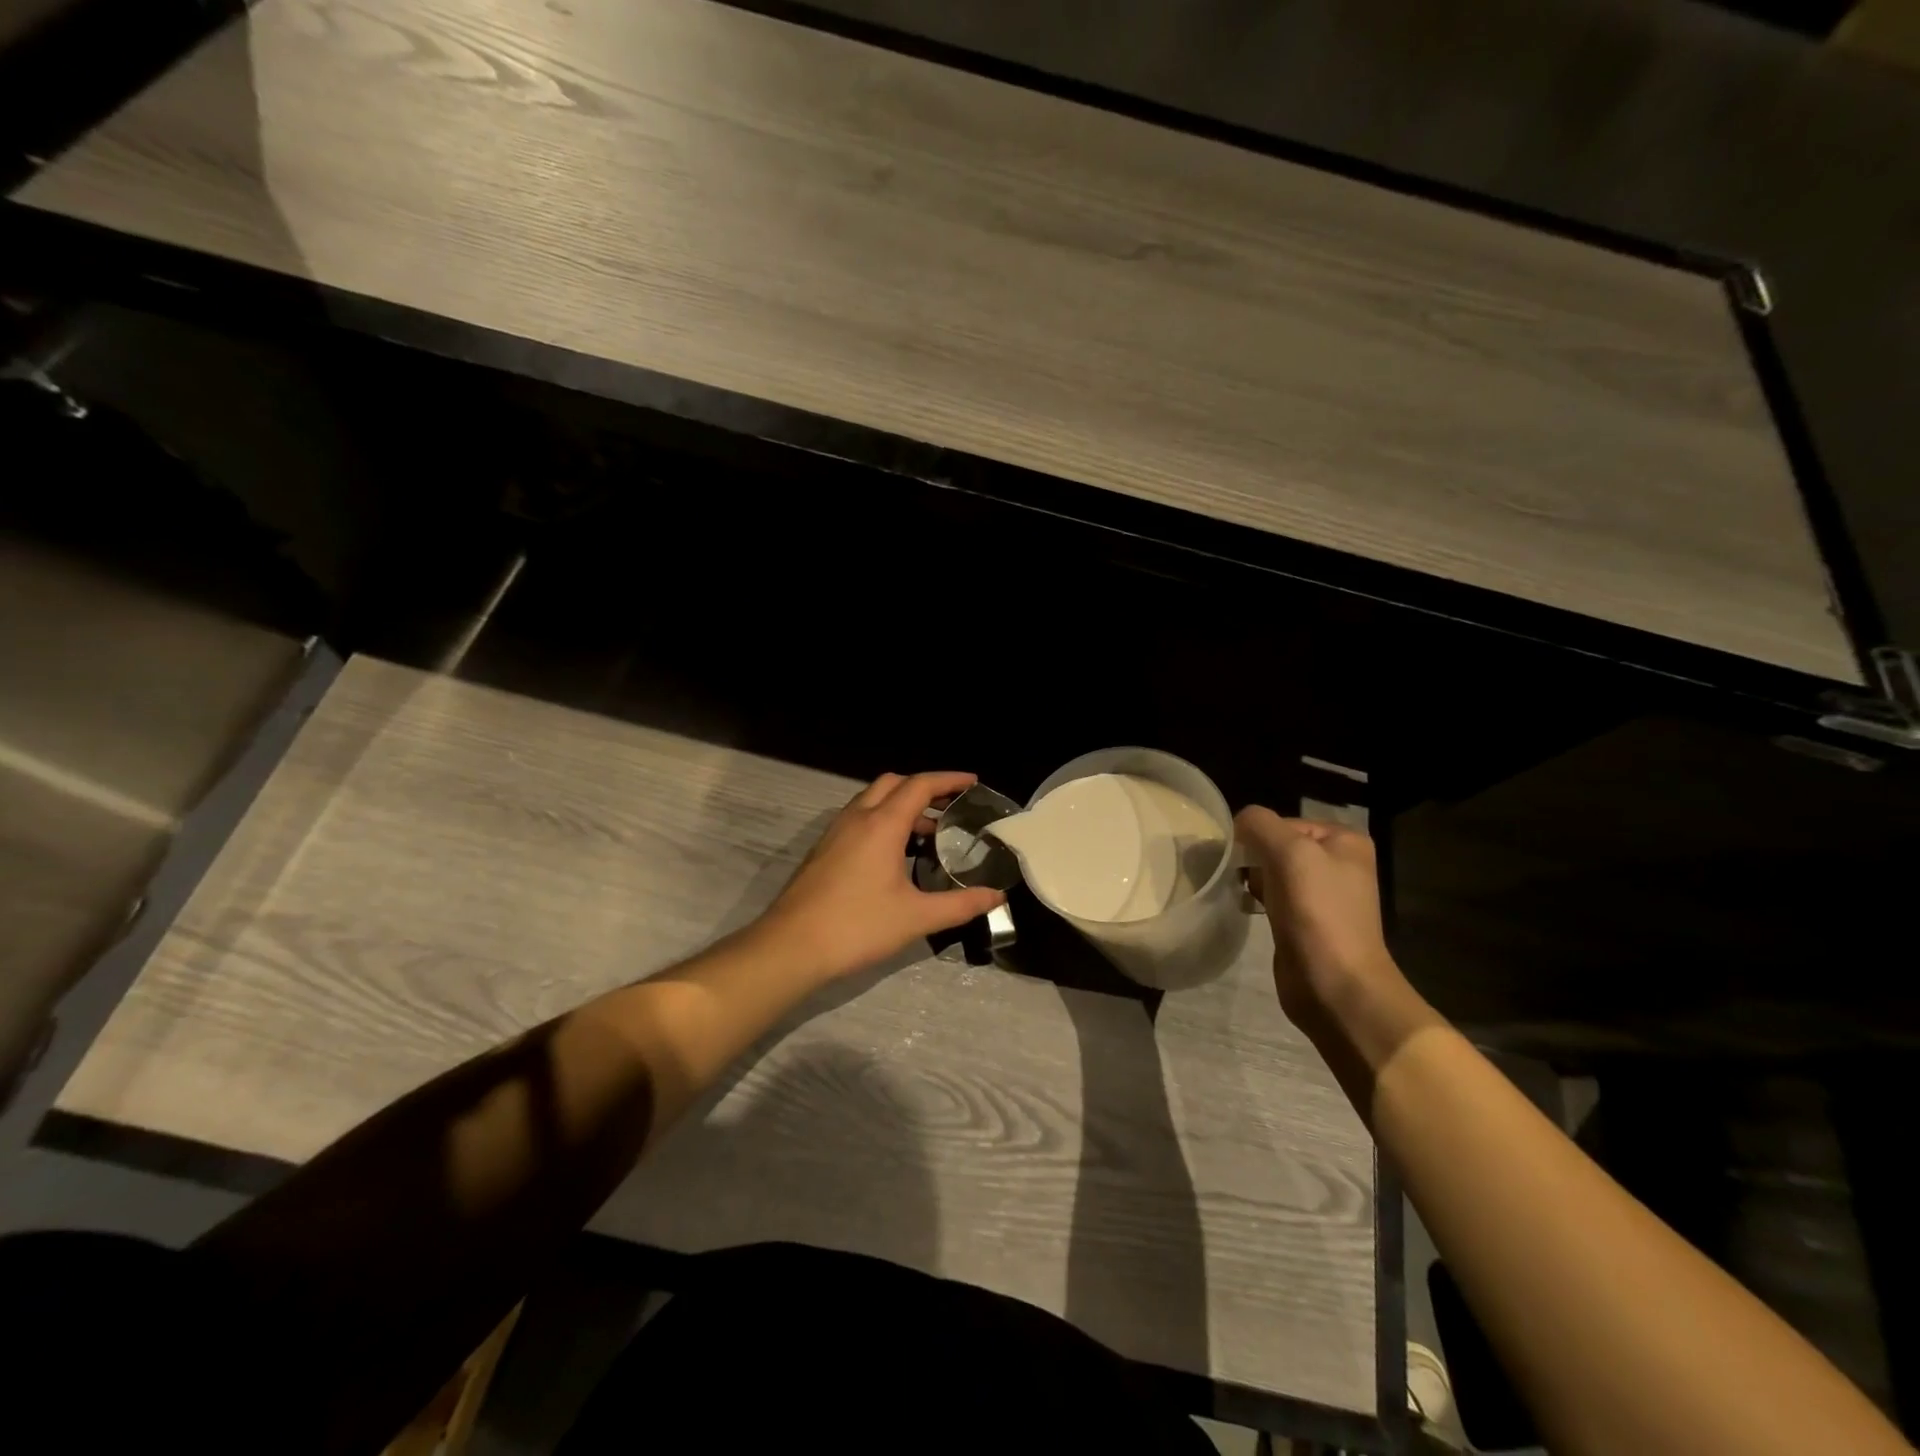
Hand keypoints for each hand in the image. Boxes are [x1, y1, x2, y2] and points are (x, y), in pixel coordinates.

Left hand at [753, 771, 1005, 984]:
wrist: (790, 947)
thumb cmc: (857, 927)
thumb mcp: (916, 917)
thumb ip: (960, 905)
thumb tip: (996, 897)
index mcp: (882, 824)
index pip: (920, 785)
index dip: (949, 779)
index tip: (973, 782)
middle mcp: (857, 818)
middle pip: (894, 783)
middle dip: (924, 787)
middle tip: (951, 806)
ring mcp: (835, 832)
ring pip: (872, 800)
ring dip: (901, 805)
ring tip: (928, 832)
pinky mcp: (823, 850)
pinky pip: (859, 818)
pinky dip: (882, 820)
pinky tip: (894, 854)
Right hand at [1234, 807, 1399, 1020]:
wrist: (1335, 985)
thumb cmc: (1317, 912)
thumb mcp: (1289, 852)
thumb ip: (1259, 824)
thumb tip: (1238, 822)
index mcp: (1344, 841)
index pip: (1284, 822)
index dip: (1257, 836)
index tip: (1237, 856)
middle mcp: (1338, 864)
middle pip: (1278, 845)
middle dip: (1252, 857)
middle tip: (1234, 873)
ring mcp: (1323, 895)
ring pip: (1272, 871)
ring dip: (1251, 878)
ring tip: (1236, 890)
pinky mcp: (1305, 922)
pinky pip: (1273, 897)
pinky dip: (1256, 898)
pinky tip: (1245, 907)